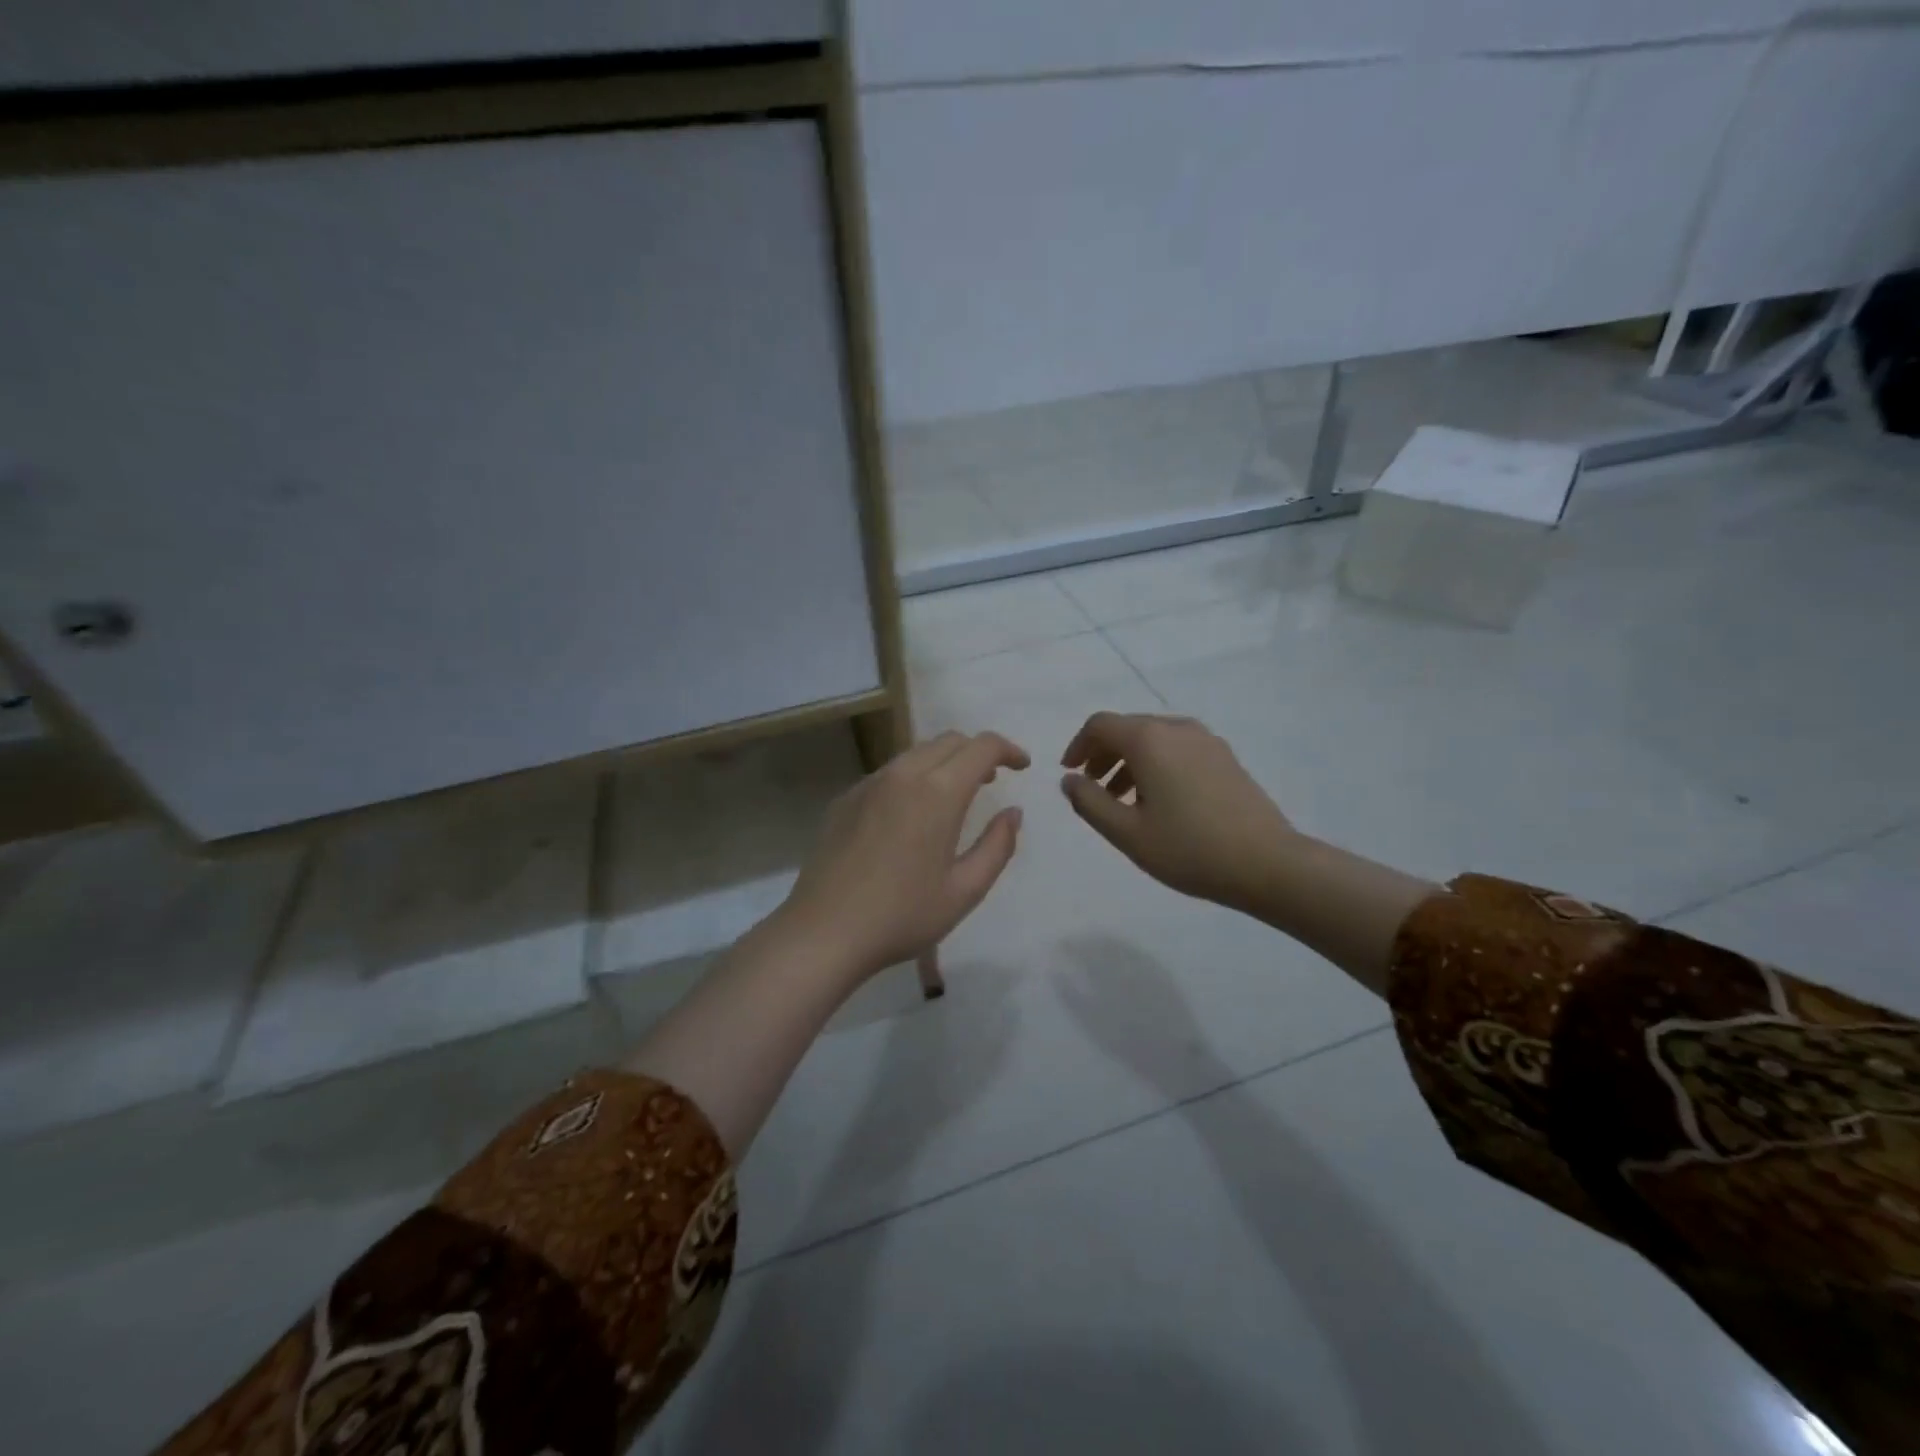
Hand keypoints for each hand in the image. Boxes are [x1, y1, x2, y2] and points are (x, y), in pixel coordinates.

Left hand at [779, 730, 1029, 982]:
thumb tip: (1013, 812)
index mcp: (938, 792)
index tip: (1022, 766)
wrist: (824, 931)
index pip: (981, 746)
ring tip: (955, 795)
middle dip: (977, 752)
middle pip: (949, 741)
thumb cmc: (903, 915)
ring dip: (944, 763)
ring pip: (916, 753)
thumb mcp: (965, 890)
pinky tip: (911, 815)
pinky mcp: (845, 799)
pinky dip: (913, 778)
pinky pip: (889, 773)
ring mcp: (869, 784)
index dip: (1008, 749)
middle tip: (992, 781)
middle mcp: (903, 775)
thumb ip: (998, 846)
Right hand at [1060, 712, 1298, 913]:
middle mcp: (1177, 729)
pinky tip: (1158, 801)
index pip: (1100, 725)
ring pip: (1154, 739)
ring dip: (1129, 761)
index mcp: (1149, 739)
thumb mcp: (1127, 833)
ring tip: (1121, 800)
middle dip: (1103, 754)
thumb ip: (1089, 802)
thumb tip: (1070, 780)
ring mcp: (1206, 741)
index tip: (1070, 773)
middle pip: (1128, 728)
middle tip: (1092, 788)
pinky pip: (1177, 749)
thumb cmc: (1189, 848)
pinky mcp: (1225, 757)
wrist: (1268, 863)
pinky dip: (1156, 764)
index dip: (1078, 746)